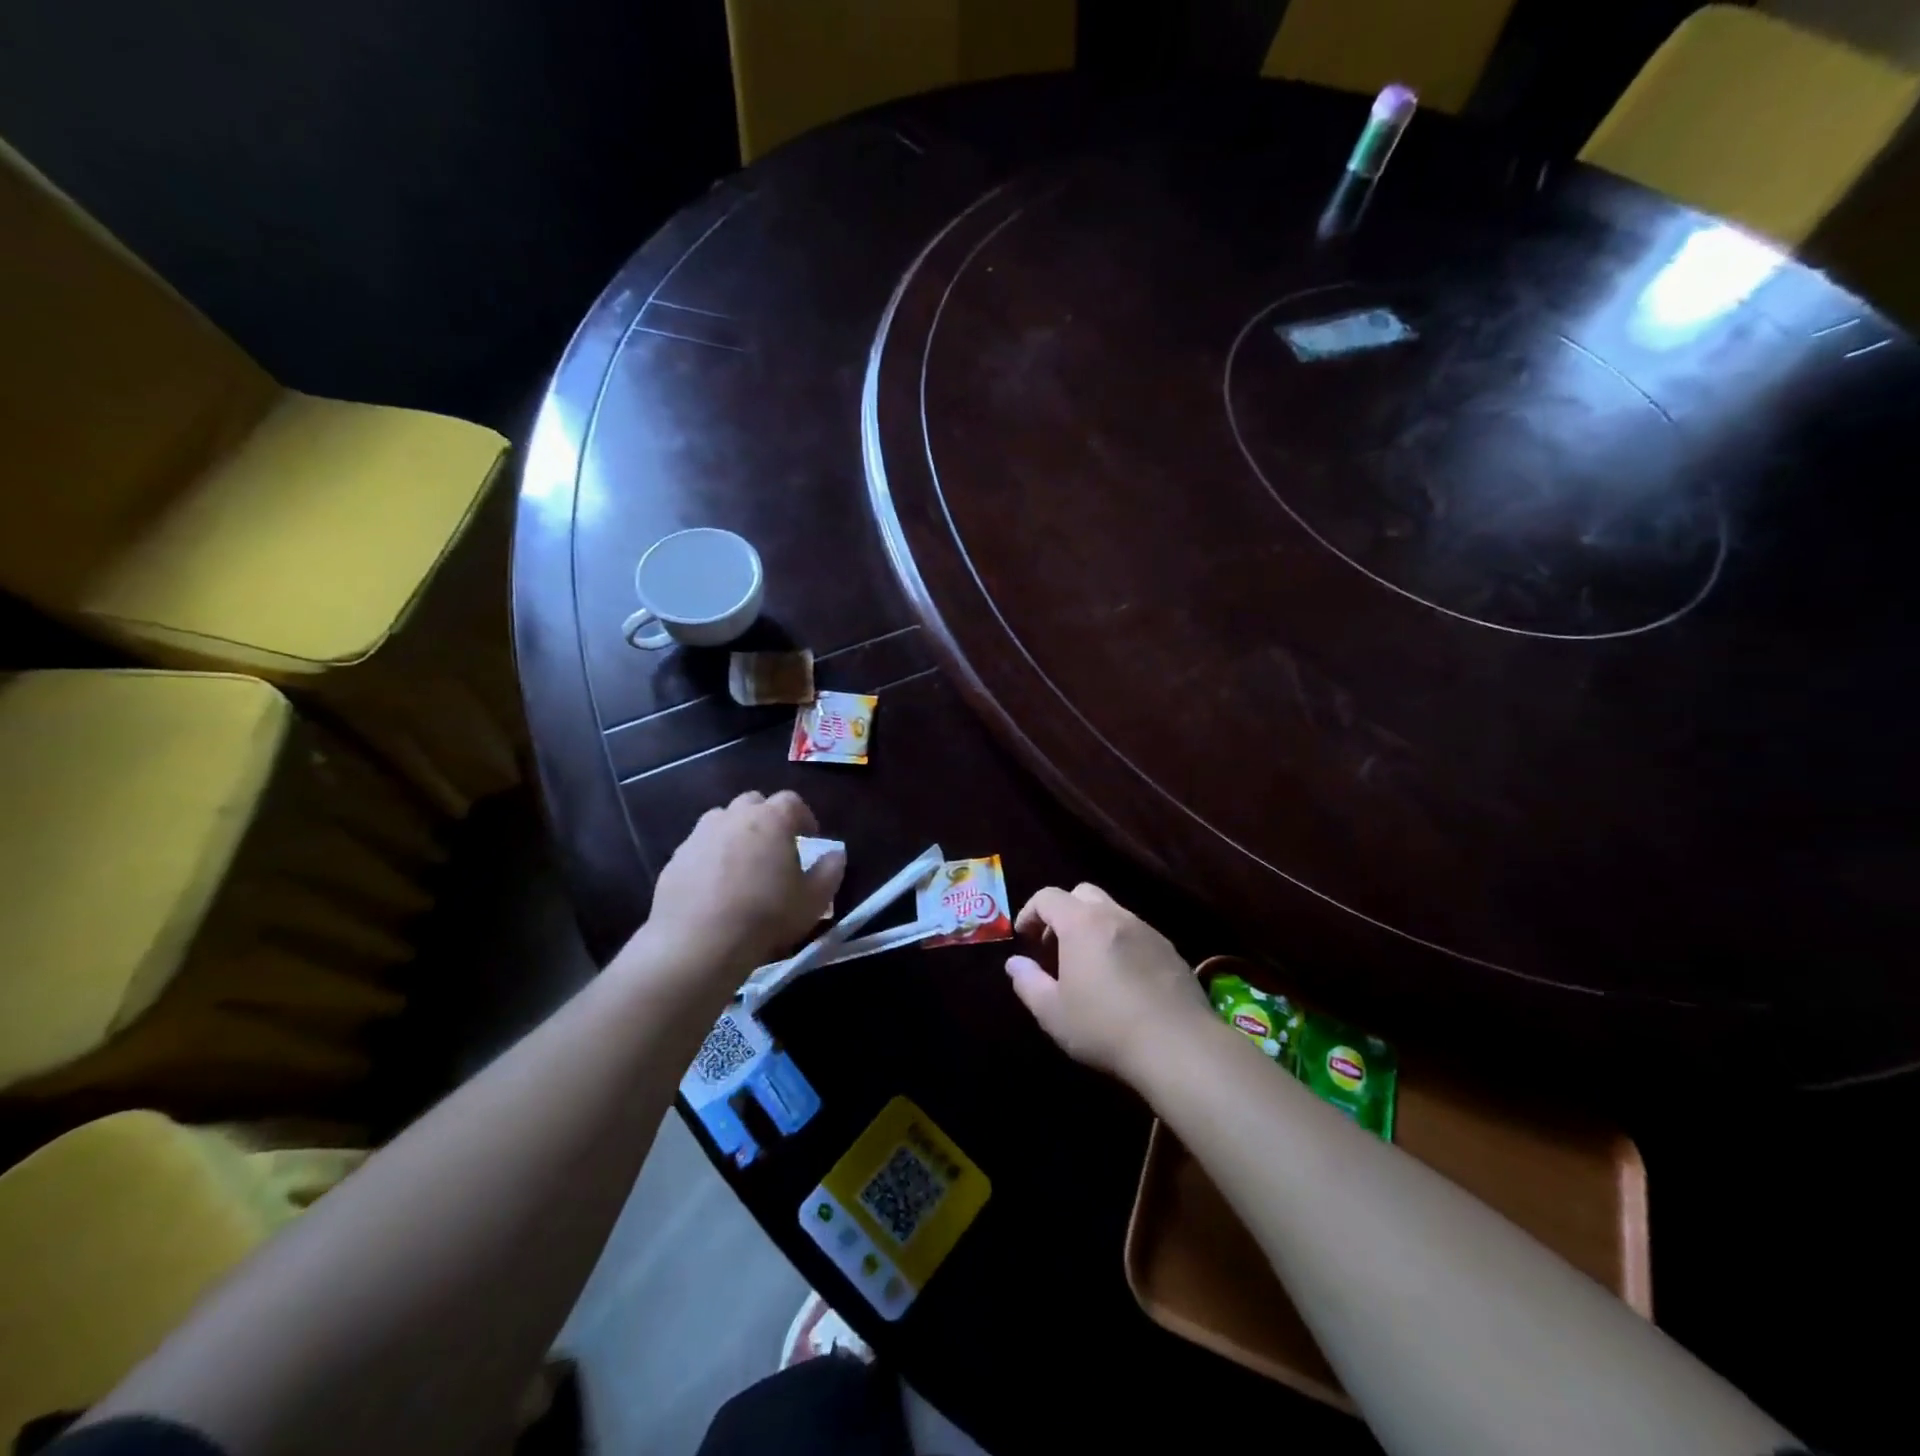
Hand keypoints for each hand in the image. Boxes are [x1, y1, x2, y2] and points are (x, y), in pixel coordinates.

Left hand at [638, 791, 844, 979]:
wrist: (698, 942)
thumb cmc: (766, 915)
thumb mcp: (814, 900)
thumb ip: (830, 871)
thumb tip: (836, 854)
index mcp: (771, 819)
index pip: (791, 801)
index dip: (803, 817)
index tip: (809, 839)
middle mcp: (733, 817)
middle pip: (753, 803)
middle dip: (766, 818)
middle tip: (775, 847)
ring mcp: (699, 835)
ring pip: (721, 821)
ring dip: (735, 833)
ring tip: (743, 864)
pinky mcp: (675, 859)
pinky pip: (699, 848)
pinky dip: (710, 857)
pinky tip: (715, 887)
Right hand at [1004, 883, 1211, 1083]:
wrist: (1178, 1045)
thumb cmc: (1105, 1027)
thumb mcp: (1053, 1012)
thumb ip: (1028, 982)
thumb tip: (1015, 963)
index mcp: (1082, 923)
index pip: (1048, 897)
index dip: (1030, 912)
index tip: (1024, 939)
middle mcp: (1115, 916)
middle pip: (1082, 894)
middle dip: (1063, 914)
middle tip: (1054, 948)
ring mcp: (1147, 931)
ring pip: (1112, 913)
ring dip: (1093, 929)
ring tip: (1088, 968)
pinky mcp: (1170, 950)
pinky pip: (1137, 934)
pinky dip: (1120, 944)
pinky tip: (1122, 982)